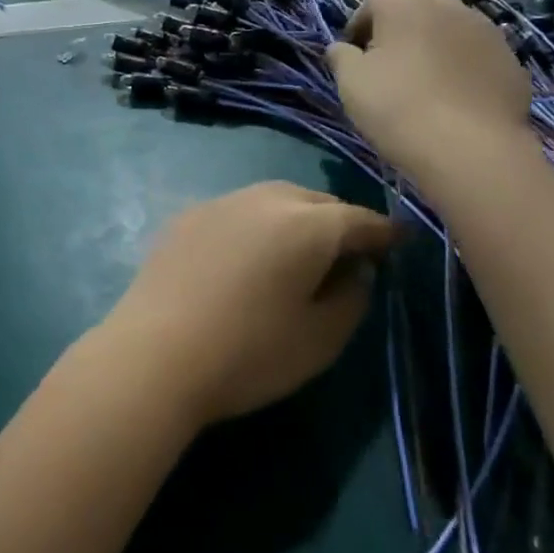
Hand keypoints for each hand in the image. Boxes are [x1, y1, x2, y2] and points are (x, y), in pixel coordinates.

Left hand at [99, 182, 398, 427]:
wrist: (154, 353)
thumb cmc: (249, 353)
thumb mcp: (321, 338)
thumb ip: (352, 296)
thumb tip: (354, 269)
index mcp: (306, 224)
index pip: (359, 220)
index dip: (384, 233)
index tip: (399, 243)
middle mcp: (263, 199)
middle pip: (314, 201)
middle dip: (338, 221)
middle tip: (349, 252)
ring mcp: (219, 203)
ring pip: (272, 199)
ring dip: (295, 218)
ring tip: (300, 251)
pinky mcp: (185, 217)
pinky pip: (236, 211)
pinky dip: (255, 224)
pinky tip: (249, 254)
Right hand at [324, 0, 535, 182]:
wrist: (470, 147)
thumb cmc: (397, 106)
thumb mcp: (350, 82)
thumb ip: (341, 57)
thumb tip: (340, 47)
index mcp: (404, 3)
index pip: (372, 4)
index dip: (357, 29)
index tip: (353, 57)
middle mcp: (448, 5)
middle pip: (415, 10)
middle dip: (398, 31)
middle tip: (387, 66)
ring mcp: (486, 29)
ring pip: (449, 29)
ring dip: (433, 46)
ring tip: (423, 81)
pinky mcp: (511, 58)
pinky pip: (475, 54)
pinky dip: (461, 66)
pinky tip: (453, 97)